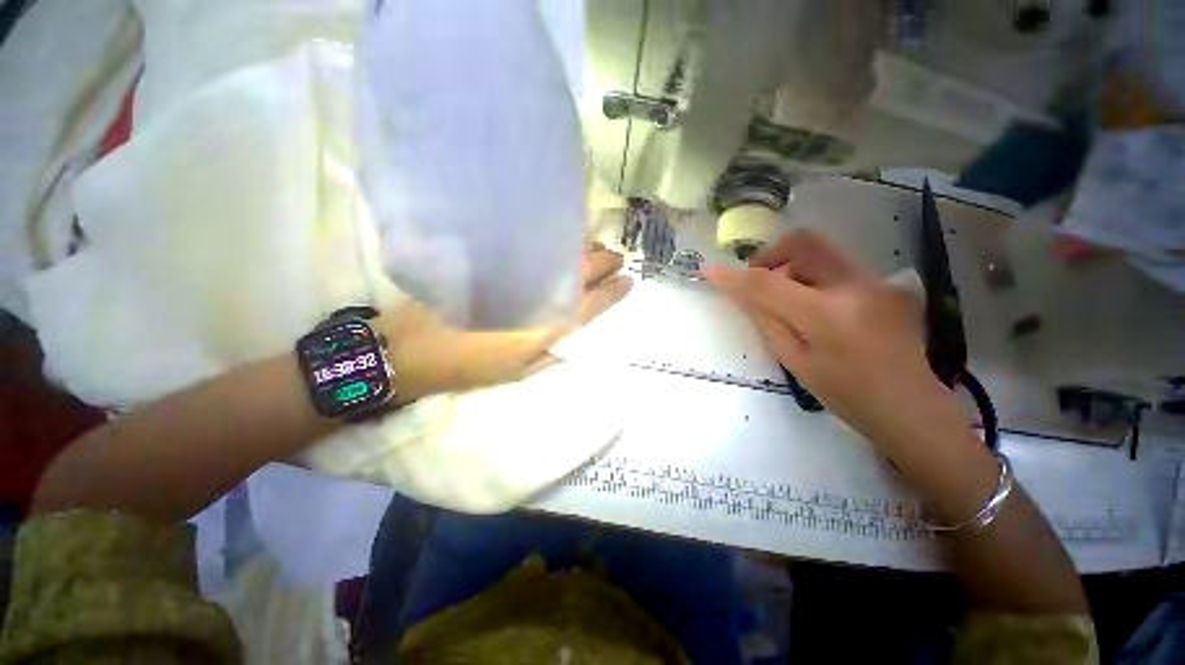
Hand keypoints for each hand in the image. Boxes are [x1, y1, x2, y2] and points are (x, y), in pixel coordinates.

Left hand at [376, 246, 631, 402]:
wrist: (417, 347)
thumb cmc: (474, 368)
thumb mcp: (522, 372)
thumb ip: (555, 353)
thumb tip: (578, 334)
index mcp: (549, 326)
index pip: (594, 303)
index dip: (615, 291)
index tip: (629, 281)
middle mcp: (541, 294)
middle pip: (585, 270)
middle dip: (608, 261)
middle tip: (617, 259)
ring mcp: (520, 274)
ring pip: (564, 252)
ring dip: (587, 248)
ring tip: (595, 249)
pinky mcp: (498, 261)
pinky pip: (536, 244)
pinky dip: (557, 240)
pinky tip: (562, 240)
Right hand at [702, 230, 974, 461]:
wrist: (910, 405)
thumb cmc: (845, 394)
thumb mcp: (794, 361)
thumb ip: (765, 320)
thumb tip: (738, 292)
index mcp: (827, 316)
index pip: (768, 283)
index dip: (734, 276)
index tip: (708, 271)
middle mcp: (856, 287)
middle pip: (804, 242)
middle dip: (771, 254)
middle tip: (759, 280)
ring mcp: (878, 280)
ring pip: (822, 249)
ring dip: (793, 264)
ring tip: (788, 297)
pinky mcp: (887, 282)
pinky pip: (838, 264)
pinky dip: (814, 275)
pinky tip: (817, 304)